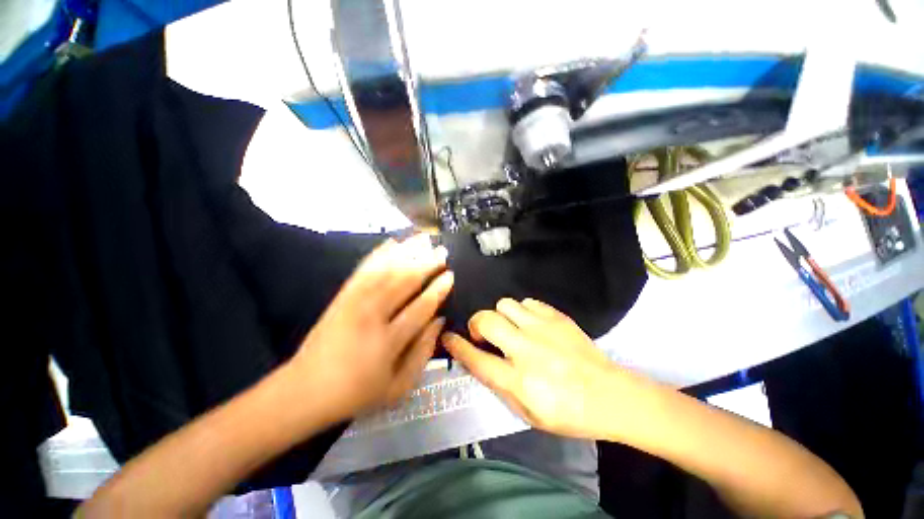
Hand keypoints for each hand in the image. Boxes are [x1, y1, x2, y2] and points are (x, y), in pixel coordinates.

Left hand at [291, 235, 453, 422]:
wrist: (304, 391)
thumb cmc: (357, 393)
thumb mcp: (398, 386)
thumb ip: (423, 352)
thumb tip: (440, 320)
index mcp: (388, 342)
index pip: (421, 307)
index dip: (438, 289)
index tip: (450, 274)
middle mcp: (371, 317)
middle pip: (403, 282)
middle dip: (426, 263)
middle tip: (442, 250)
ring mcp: (353, 303)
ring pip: (385, 270)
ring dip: (407, 252)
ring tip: (423, 238)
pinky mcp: (341, 297)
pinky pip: (363, 270)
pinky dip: (379, 254)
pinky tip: (392, 243)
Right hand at [442, 298, 646, 439]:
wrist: (610, 395)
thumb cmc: (567, 412)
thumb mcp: (527, 413)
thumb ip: (500, 385)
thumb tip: (479, 360)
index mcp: (519, 381)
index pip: (477, 358)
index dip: (457, 346)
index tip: (448, 337)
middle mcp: (527, 350)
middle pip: (486, 320)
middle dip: (476, 323)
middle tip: (483, 334)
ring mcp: (543, 329)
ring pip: (505, 304)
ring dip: (501, 316)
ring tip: (510, 328)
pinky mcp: (557, 317)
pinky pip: (527, 302)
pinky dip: (522, 311)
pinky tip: (530, 324)